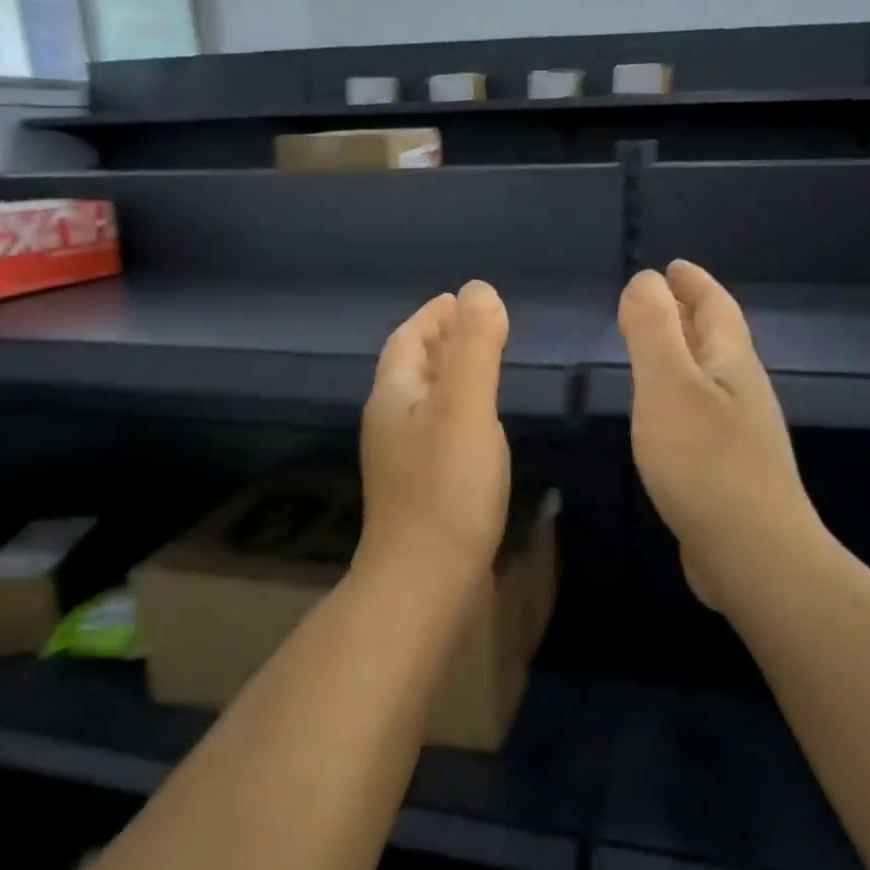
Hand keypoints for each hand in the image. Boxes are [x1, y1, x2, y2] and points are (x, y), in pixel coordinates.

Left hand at [359, 280, 511, 589]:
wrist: (423, 580)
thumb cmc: (446, 488)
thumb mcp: (466, 407)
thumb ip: (474, 347)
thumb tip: (479, 289)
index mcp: (393, 395)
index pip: (407, 339)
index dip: (431, 315)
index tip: (457, 298)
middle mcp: (389, 422)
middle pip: (411, 367)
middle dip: (438, 340)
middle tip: (474, 324)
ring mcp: (401, 458)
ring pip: (423, 400)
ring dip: (446, 374)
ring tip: (480, 364)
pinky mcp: (419, 486)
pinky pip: (435, 428)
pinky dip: (455, 408)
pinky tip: (477, 423)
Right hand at [619, 260, 825, 613]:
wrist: (754, 555)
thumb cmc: (705, 463)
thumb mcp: (668, 386)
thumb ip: (653, 330)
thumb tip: (646, 280)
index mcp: (732, 364)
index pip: (715, 307)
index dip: (694, 283)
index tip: (673, 266)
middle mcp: (743, 392)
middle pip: (719, 340)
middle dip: (692, 314)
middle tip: (662, 298)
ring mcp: (742, 434)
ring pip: (712, 378)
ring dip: (687, 356)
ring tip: (659, 351)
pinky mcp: (730, 471)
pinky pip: (703, 415)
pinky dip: (682, 398)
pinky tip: (666, 417)